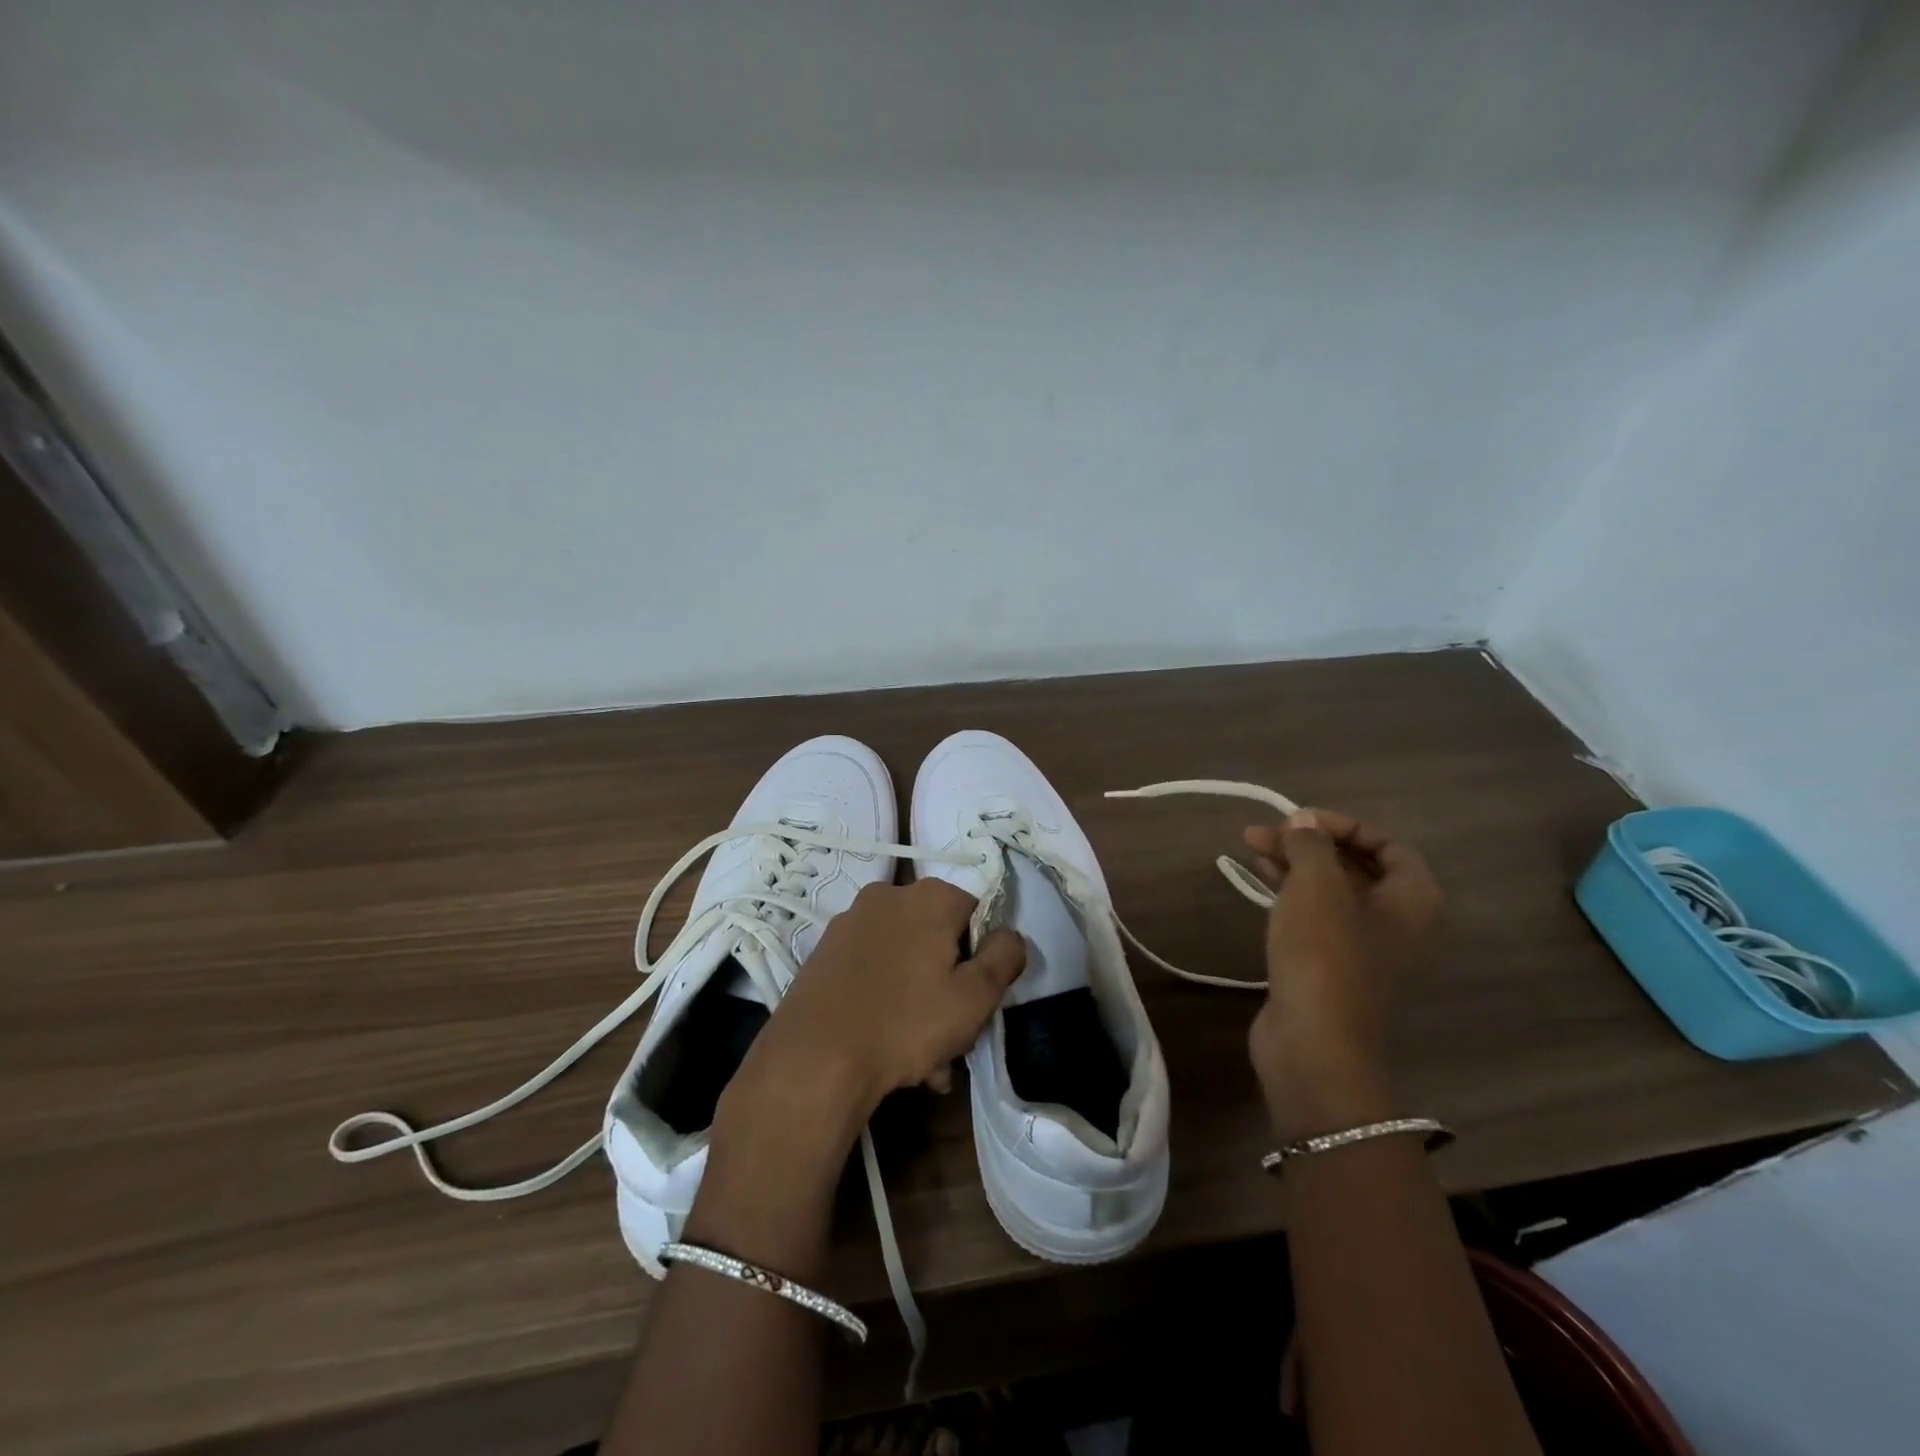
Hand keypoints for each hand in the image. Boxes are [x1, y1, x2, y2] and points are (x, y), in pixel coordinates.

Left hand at [724, 879, 1027, 1131]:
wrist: (814, 1058)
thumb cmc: (906, 1022)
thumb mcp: (976, 996)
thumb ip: (1005, 957)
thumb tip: (1010, 935)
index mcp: (929, 896)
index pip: (976, 913)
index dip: (983, 957)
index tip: (977, 1000)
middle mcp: (887, 896)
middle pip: (938, 938)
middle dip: (949, 986)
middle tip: (952, 1039)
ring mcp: (849, 923)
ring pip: (905, 960)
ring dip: (919, 1001)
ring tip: (921, 1061)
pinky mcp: (824, 952)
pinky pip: (872, 971)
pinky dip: (885, 1000)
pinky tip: (886, 1047)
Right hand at [1240, 809, 1441, 1133]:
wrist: (1314, 1044)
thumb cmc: (1325, 955)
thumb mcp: (1316, 885)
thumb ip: (1310, 844)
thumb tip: (1302, 822)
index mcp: (1412, 899)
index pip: (1387, 843)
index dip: (1343, 824)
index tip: (1297, 819)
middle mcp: (1395, 920)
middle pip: (1354, 865)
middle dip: (1308, 842)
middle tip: (1261, 831)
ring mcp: (1362, 946)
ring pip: (1329, 889)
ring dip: (1293, 863)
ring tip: (1250, 845)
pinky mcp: (1329, 965)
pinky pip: (1313, 914)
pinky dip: (1288, 891)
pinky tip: (1258, 878)